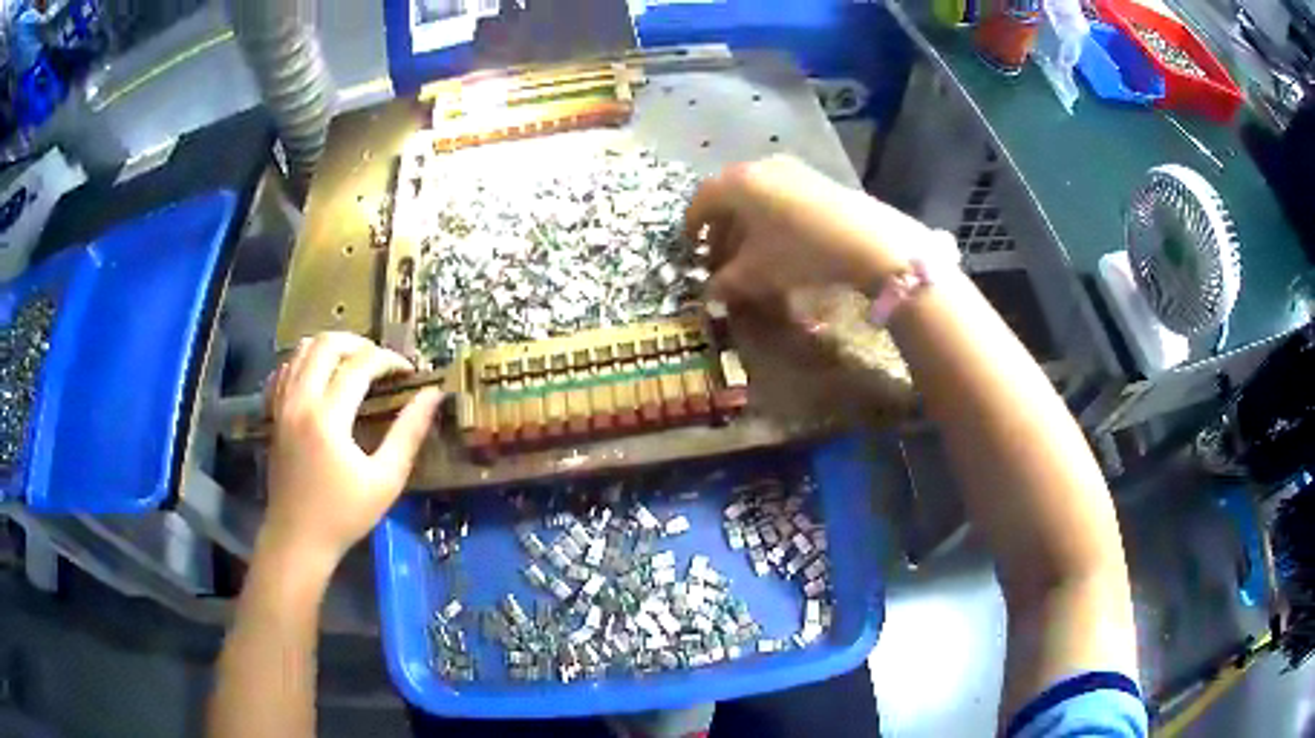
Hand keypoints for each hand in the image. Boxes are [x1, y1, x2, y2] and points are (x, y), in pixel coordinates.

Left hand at [262, 333, 442, 569]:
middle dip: (358, 343)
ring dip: (331, 347)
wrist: (297, 539)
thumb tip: (433, 395)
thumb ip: (409, 433)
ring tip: (354, 364)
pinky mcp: (274, 414)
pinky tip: (321, 377)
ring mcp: (282, 405)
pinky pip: (285, 369)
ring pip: (301, 350)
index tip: (408, 371)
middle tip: (380, 361)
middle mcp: (300, 401)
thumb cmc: (344, 515)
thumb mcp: (385, 479)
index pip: (360, 365)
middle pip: (326, 343)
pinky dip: (305, 362)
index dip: (388, 359)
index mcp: (328, 417)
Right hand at [684, 156, 935, 305]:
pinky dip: (769, 216)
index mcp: (736, 183)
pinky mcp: (815, 178)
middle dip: (721, 228)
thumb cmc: (799, 252)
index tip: (691, 247)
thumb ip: (725, 282)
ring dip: (746, 224)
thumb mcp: (756, 273)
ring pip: (755, 196)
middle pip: (728, 196)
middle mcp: (759, 166)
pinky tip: (780, 242)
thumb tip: (710, 293)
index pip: (701, 200)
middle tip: (721, 257)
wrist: (865, 240)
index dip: (692, 226)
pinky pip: (779, 195)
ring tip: (751, 253)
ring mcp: (790, 168)